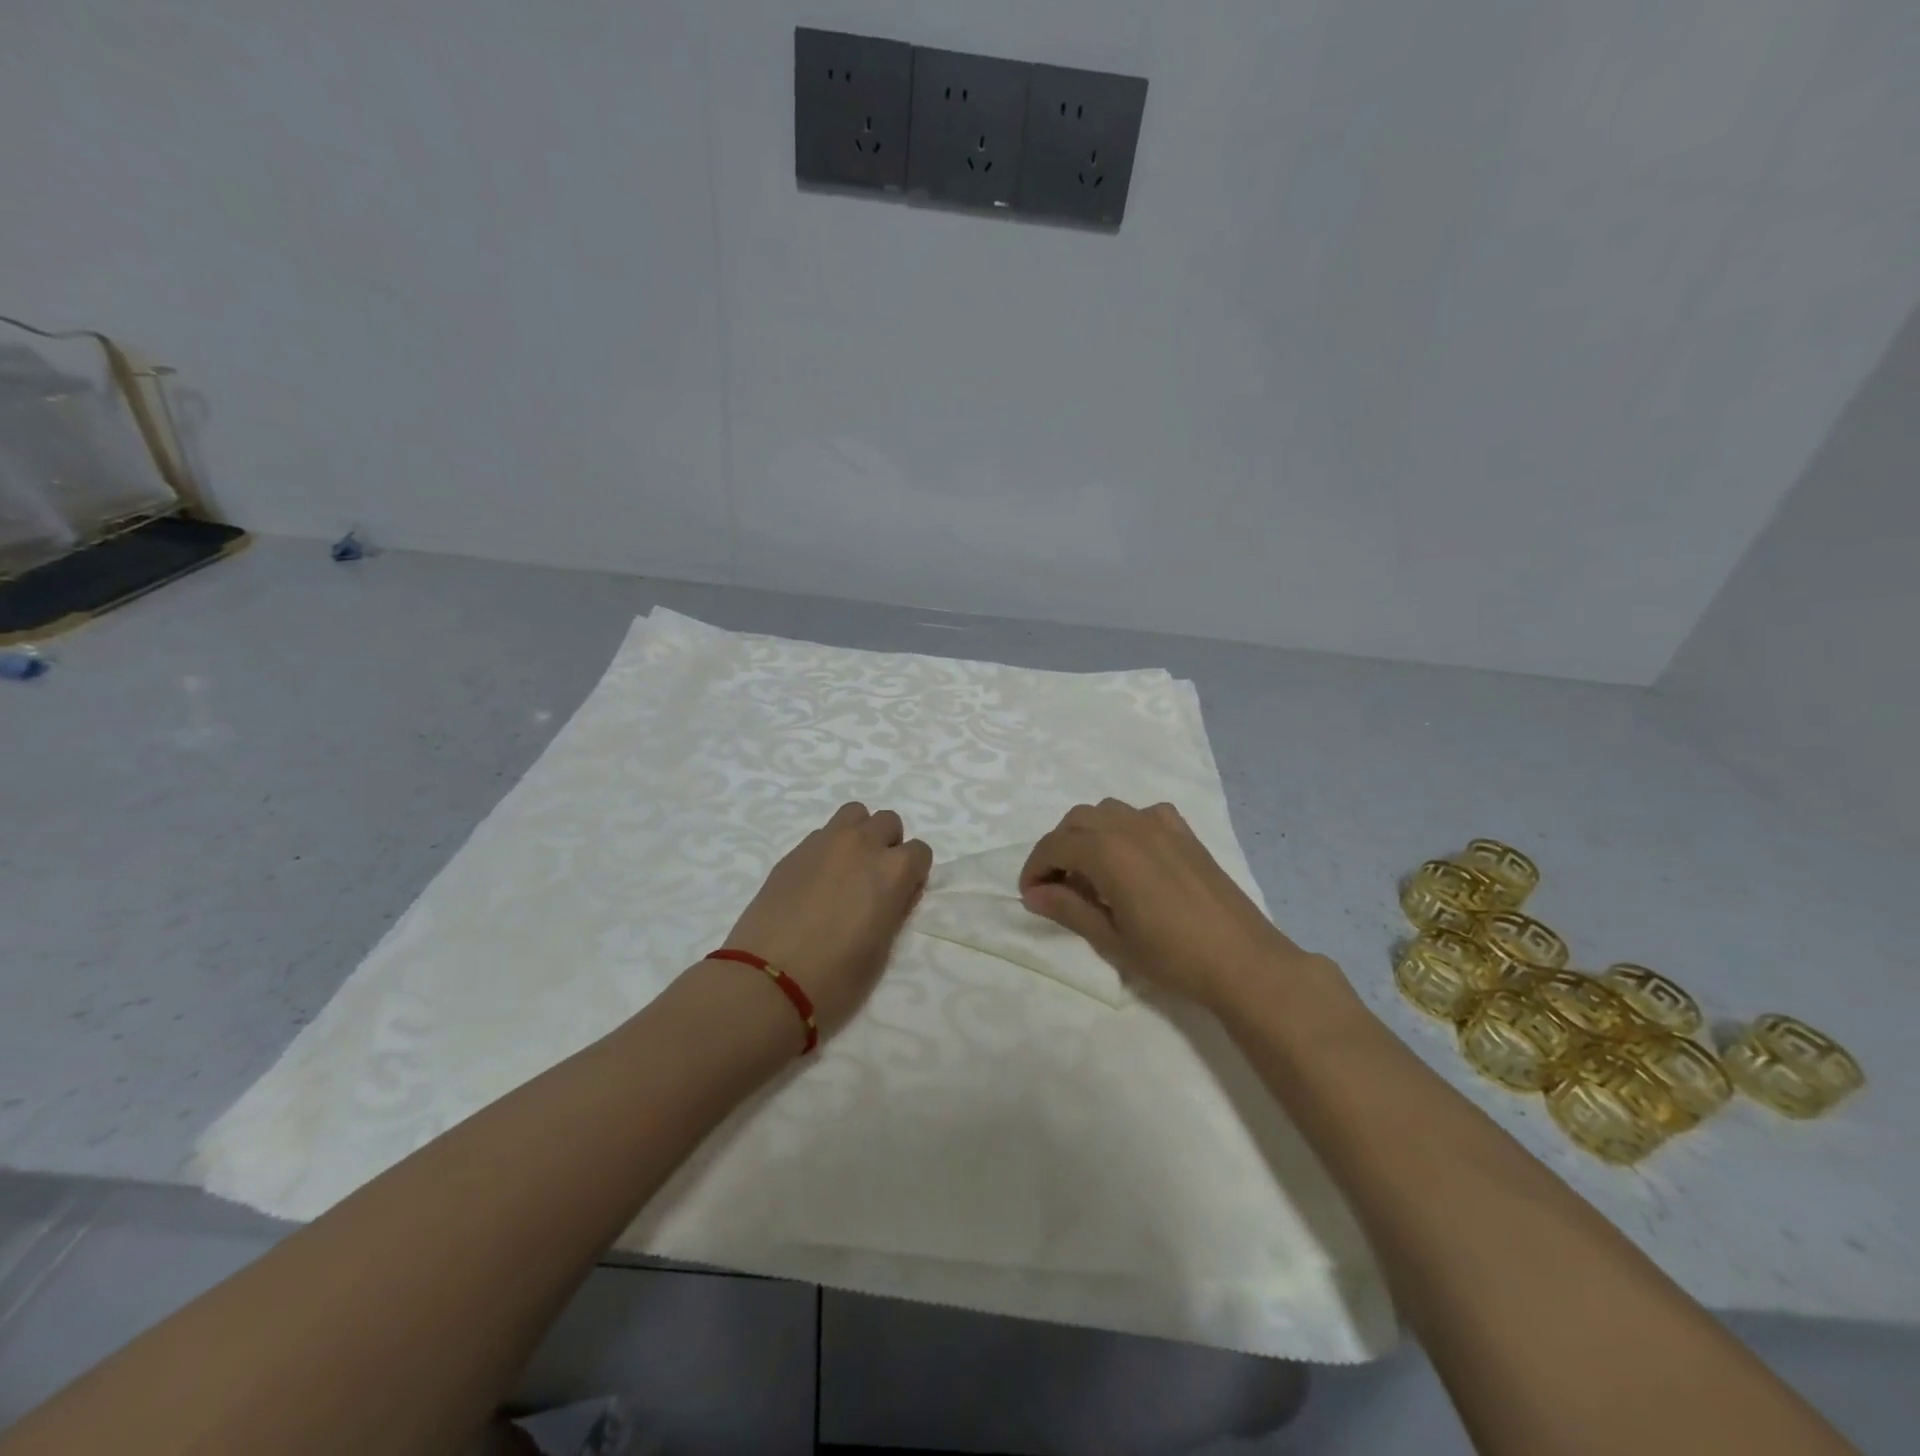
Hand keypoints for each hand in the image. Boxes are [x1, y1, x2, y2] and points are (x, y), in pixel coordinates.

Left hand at [723, 802, 932, 1036]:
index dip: (913, 874)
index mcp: (892, 870)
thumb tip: (895, 894)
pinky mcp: (792, 852)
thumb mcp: (882, 950)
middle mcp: (862, 845)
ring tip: (846, 869)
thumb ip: (894, 910)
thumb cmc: (836, 977)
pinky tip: (814, 882)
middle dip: (888, 845)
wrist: (767, 980)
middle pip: (887, 821)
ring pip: (854, 814)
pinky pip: (821, 834)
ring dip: (858, 834)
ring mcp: (824, 843)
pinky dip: (827, 849)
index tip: (901, 896)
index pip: (920, 851)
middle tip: (873, 880)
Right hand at [1019, 799, 1314, 1010]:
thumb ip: (1068, 909)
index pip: (1054, 845)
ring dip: (1088, 833)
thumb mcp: (1111, 938)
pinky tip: (1132, 856)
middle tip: (1056, 885)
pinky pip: (1141, 814)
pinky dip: (1124, 827)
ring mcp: (1160, 824)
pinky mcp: (1184, 832)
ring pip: (1107, 811)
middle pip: (1076, 821)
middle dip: (1058, 848)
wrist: (1242, 959)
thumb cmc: (1171, 955)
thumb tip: (1033, 894)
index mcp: (1107, 851)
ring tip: (1090, 870)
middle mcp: (1129, 826)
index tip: (1030, 895)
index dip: (1035, 868)